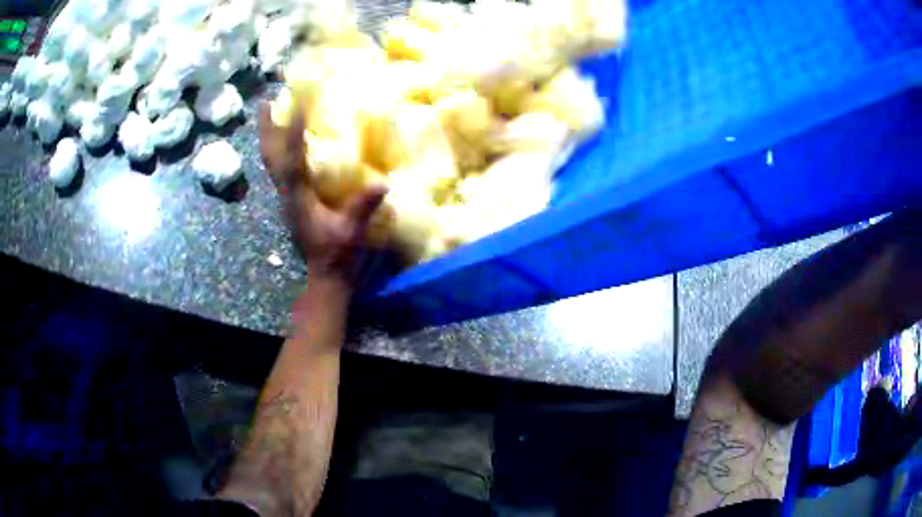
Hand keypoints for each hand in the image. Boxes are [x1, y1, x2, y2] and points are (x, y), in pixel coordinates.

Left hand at [258, 102, 387, 288]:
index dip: (294, 132)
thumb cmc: (337, 256)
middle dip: (267, 130)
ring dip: (269, 137)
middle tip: (266, 102)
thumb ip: (362, 209)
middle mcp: (286, 194)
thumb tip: (382, 184)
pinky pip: (280, 169)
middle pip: (270, 157)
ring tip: (271, 113)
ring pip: (272, 162)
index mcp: (298, 198)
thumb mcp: (351, 233)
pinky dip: (279, 150)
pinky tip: (287, 141)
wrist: (325, 277)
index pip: (293, 160)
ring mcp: (286, 198)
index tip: (298, 105)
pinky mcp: (292, 201)